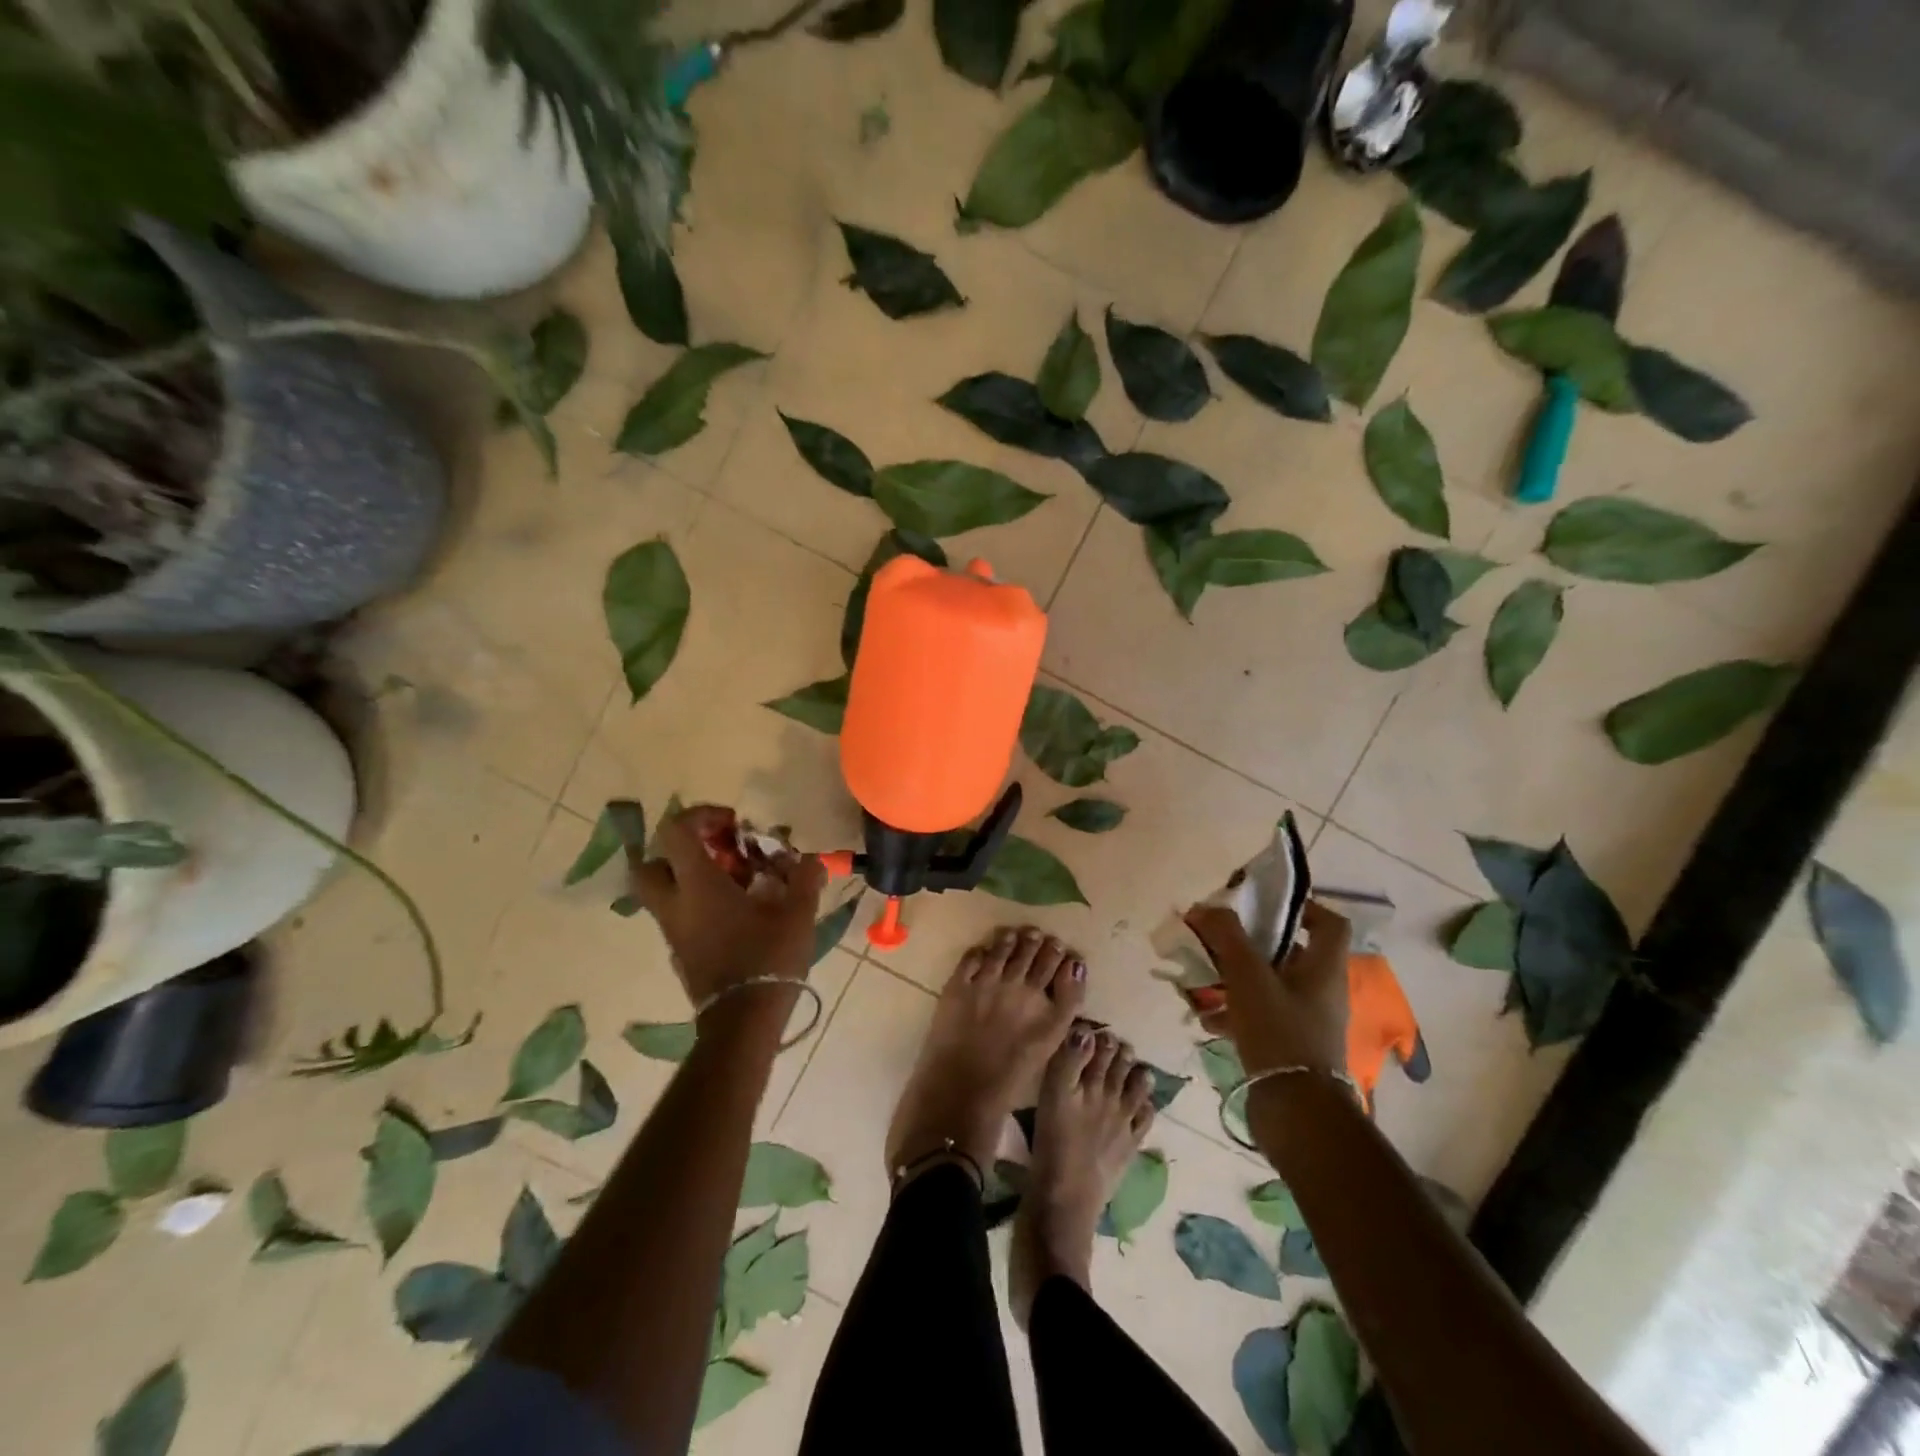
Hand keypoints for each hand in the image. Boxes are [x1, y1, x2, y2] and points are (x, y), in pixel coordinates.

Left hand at [627, 805, 825, 1009]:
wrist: (744, 1021)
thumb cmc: (768, 958)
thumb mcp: (797, 912)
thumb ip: (804, 878)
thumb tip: (811, 859)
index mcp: (697, 885)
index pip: (676, 831)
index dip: (701, 815)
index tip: (733, 822)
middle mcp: (675, 904)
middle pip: (652, 862)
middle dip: (681, 850)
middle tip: (718, 852)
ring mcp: (674, 931)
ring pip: (665, 891)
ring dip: (694, 877)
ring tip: (739, 882)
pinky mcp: (681, 952)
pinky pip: (681, 915)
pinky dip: (701, 903)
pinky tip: (739, 912)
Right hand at [1185, 901, 1350, 1078]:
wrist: (1295, 1110)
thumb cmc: (1279, 1031)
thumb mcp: (1248, 976)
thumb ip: (1227, 936)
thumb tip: (1205, 907)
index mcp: (1324, 969)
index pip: (1329, 923)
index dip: (1302, 907)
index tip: (1264, 905)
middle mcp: (1321, 992)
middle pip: (1288, 953)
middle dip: (1248, 945)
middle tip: (1217, 940)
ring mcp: (1306, 1022)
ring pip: (1268, 986)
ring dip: (1234, 979)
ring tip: (1201, 981)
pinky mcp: (1289, 1047)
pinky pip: (1259, 1017)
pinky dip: (1233, 1012)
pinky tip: (1206, 1019)